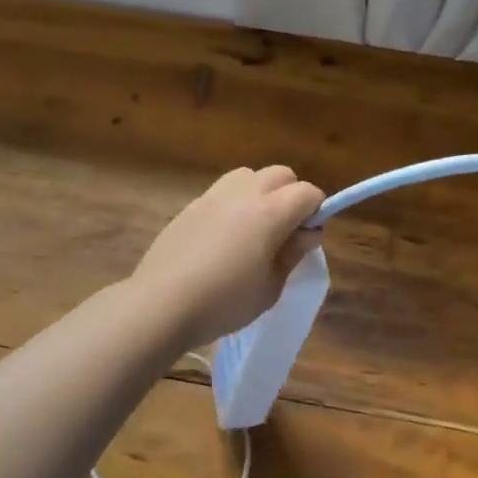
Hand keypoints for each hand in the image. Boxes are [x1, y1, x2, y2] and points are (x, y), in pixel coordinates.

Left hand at [131, 166, 325, 347]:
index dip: (316, 210)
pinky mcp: (191, 205)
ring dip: (261, 192)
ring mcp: (214, 196)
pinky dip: (234, 203)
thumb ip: (293, 254)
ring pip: (249, 175)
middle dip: (291, 195)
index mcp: (270, 213)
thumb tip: (307, 232)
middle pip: (280, 174)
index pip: (307, 192)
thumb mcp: (271, 287)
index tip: (307, 237)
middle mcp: (244, 194)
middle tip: (285, 230)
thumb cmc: (224, 302)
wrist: (161, 304)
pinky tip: (224, 237)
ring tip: (254, 227)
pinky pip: (223, 191)